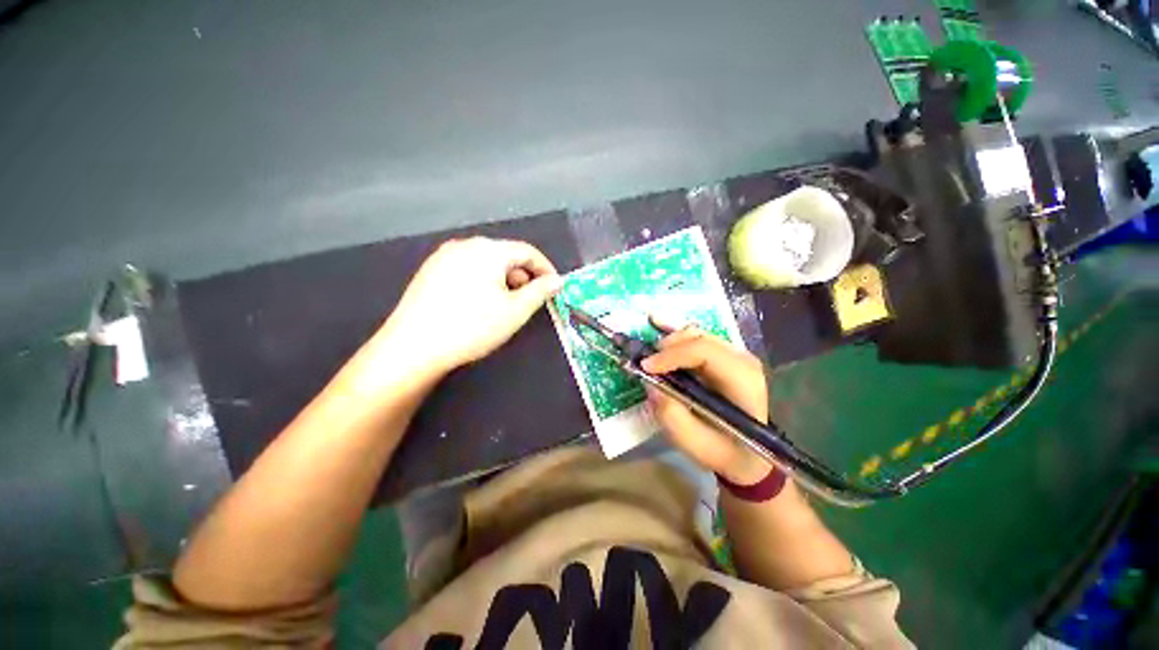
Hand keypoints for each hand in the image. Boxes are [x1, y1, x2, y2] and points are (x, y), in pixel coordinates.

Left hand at [375, 237, 562, 378]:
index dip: (545, 269)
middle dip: (523, 276)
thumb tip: (557, 280)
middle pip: (505, 255)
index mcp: (488, 249)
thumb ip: (540, 291)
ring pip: (485, 262)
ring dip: (503, 280)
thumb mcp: (515, 311)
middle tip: (529, 301)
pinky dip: (482, 282)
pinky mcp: (430, 270)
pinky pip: (467, 269)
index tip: (555, 287)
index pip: (527, 251)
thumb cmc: (473, 326)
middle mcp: (465, 245)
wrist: (414, 346)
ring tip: (504, 305)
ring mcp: (444, 256)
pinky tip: (478, 304)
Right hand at [642, 324, 774, 485]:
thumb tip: (649, 381)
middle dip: (668, 347)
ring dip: (670, 342)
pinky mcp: (724, 355)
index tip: (645, 367)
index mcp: (743, 380)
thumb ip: (670, 413)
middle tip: (646, 365)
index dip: (671, 355)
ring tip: (652, 358)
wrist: (749, 456)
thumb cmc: (723, 452)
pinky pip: (697, 337)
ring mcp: (735, 355)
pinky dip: (675, 333)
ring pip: (696, 334)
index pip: (704, 352)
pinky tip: (656, 321)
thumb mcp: (693, 443)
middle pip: (699, 338)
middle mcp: (742, 360)